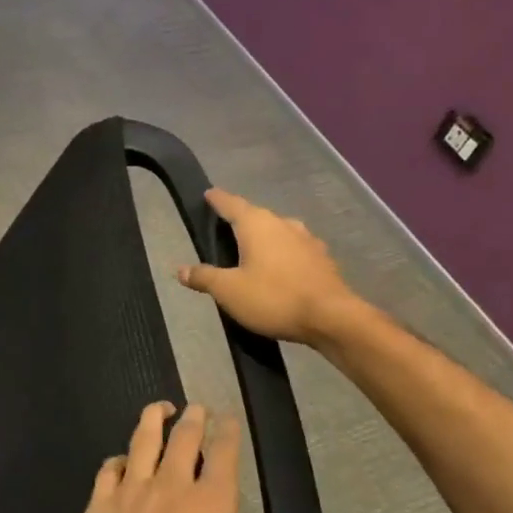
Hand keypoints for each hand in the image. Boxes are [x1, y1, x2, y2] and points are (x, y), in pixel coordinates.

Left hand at [61, 402, 345, 512]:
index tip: (229, 416)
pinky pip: (109, 470)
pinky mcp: (100, 504)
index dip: (228, 432)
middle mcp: (171, 486)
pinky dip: (117, 460)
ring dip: (152, 420)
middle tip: (197, 406)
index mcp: (210, 504)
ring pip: (143, 442)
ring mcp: (131, 491)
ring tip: (159, 407)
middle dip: (193, 419)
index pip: (224, 455)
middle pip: (183, 439)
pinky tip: (120, 460)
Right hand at [177, 189, 358, 345]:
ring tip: (251, 250)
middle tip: (225, 229)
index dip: (218, 200)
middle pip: (256, 216)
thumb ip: (204, 277)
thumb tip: (181, 270)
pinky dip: (282, 254)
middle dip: (240, 220)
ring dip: (264, 237)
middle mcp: (283, 224)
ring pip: (278, 231)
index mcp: (257, 224)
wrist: (331, 318)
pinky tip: (279, 269)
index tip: (208, 194)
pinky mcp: (322, 259)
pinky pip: (294, 249)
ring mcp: (307, 240)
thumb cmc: (274, 298)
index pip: (232, 204)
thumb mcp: (229, 291)